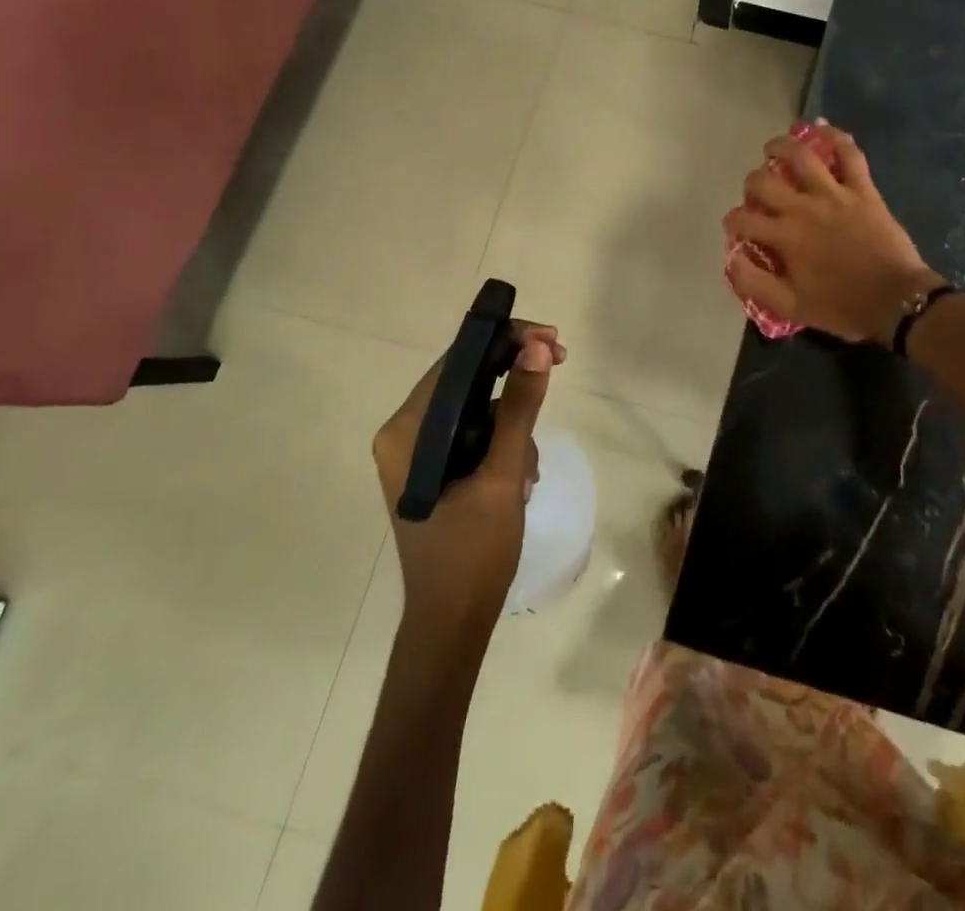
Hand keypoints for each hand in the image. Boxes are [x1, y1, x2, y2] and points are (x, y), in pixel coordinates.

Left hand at [372, 325, 565, 635]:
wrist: (453, 624)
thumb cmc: (471, 553)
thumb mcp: (502, 475)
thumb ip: (519, 409)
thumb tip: (536, 348)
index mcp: (406, 432)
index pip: (456, 363)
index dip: (504, 341)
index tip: (550, 339)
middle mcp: (405, 435)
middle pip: (466, 380)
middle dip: (515, 375)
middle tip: (559, 363)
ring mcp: (419, 454)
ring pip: (476, 407)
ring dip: (513, 420)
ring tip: (531, 465)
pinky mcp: (436, 470)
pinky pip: (475, 434)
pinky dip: (504, 442)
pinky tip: (522, 475)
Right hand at [723, 125, 941, 343]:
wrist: (897, 300)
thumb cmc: (843, 307)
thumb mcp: (791, 307)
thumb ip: (755, 283)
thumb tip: (733, 259)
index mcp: (784, 237)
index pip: (743, 219)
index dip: (733, 222)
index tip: (737, 228)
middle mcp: (803, 208)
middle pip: (763, 182)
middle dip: (751, 185)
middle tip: (757, 194)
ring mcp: (834, 194)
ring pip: (801, 156)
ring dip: (781, 147)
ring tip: (773, 149)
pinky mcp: (862, 189)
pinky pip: (850, 154)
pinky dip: (837, 138)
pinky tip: (823, 130)